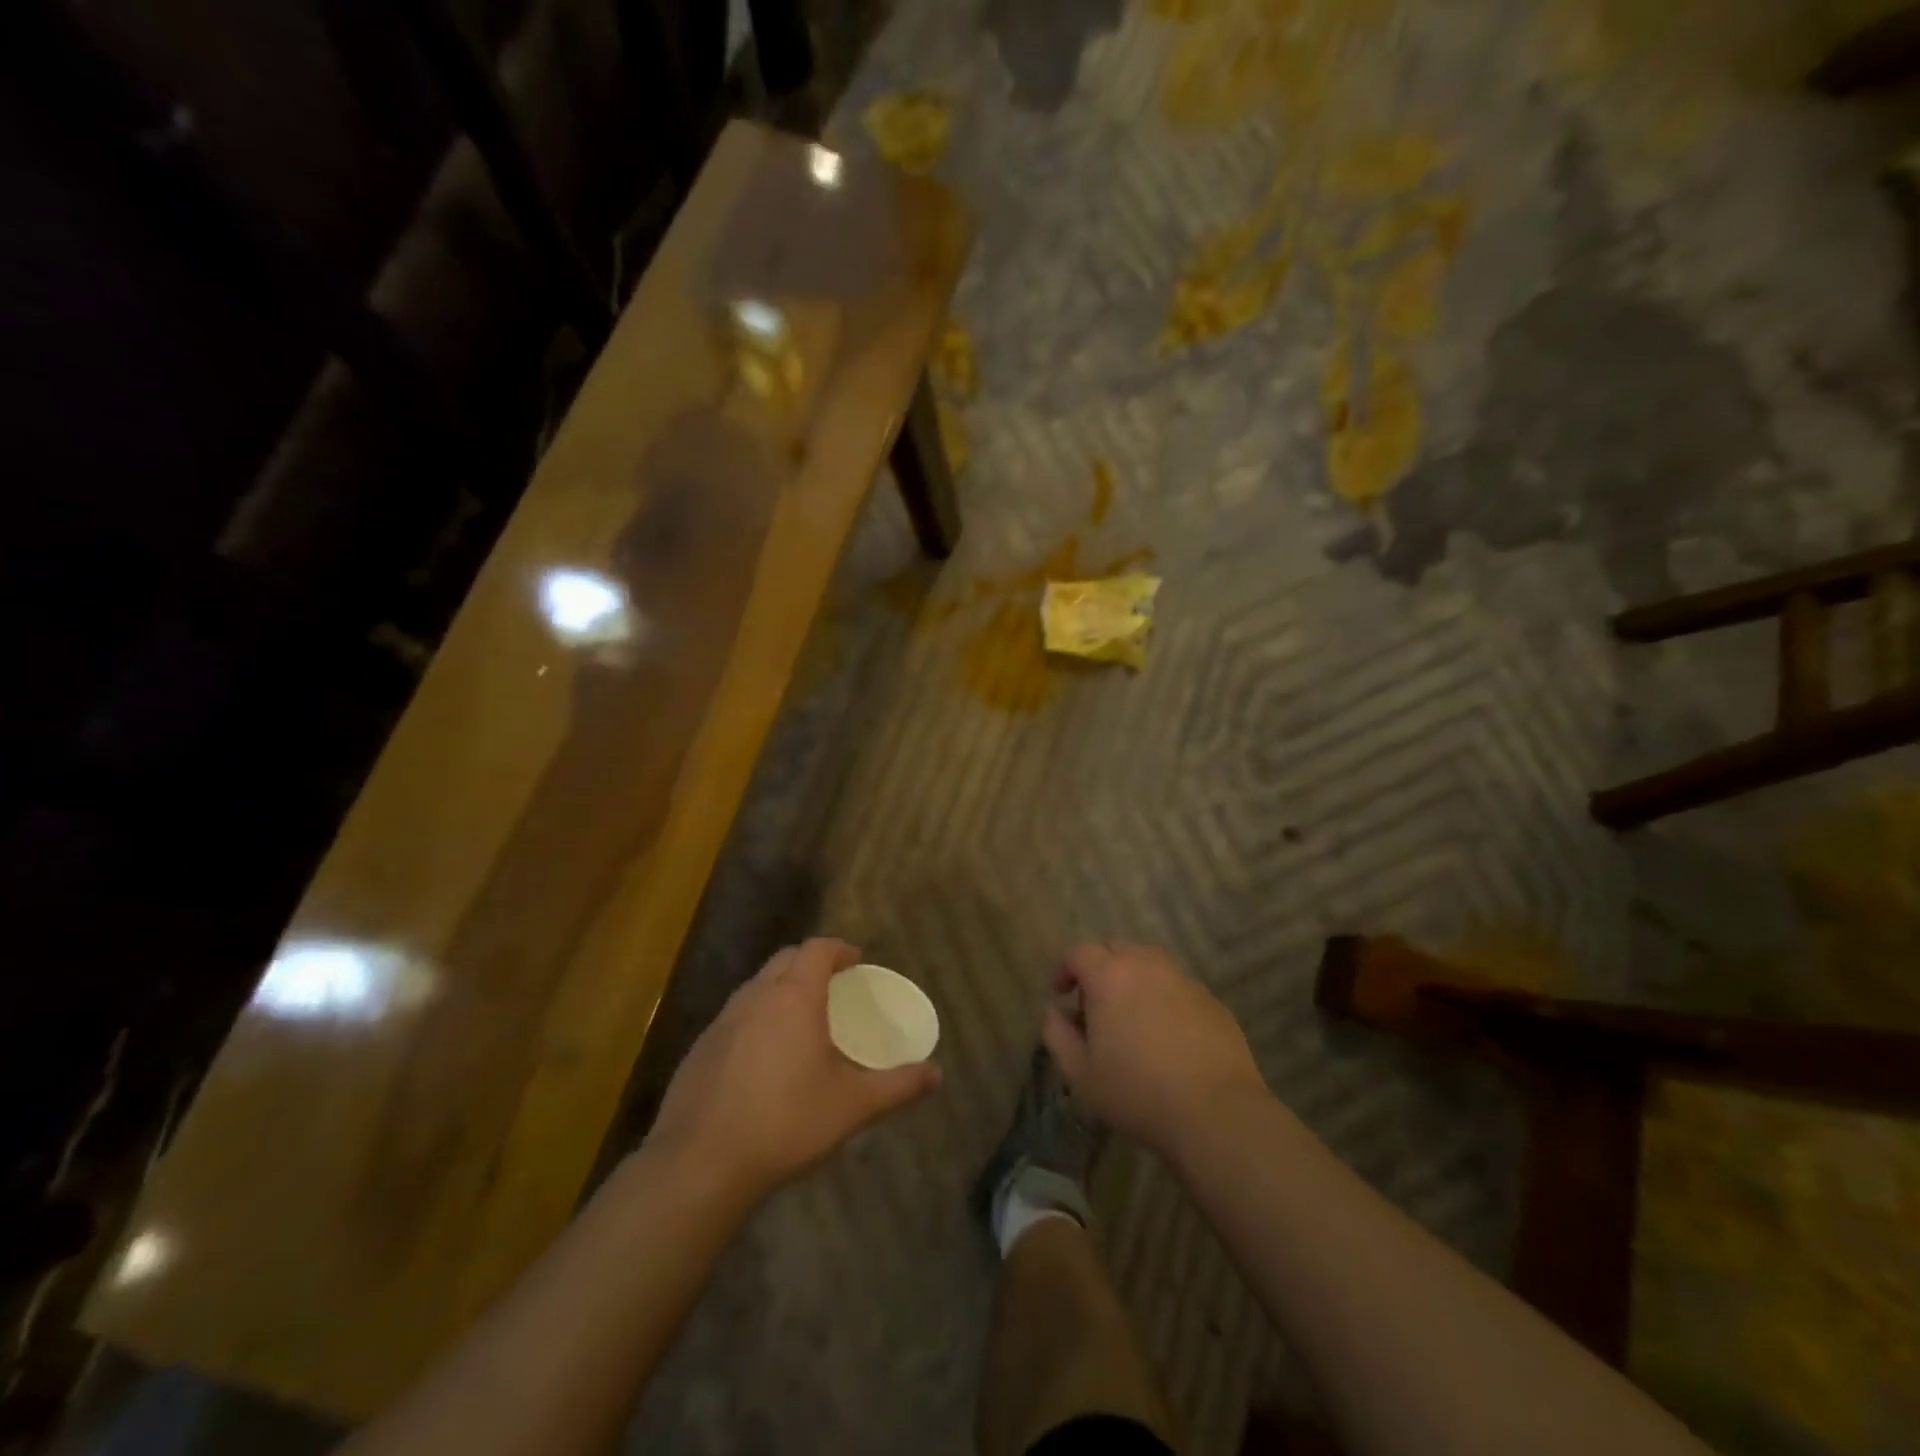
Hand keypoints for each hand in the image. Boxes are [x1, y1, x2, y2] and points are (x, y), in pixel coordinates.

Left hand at [646, 938, 940, 1207]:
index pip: (817, 949)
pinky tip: (763, 1058)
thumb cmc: (786, 1123)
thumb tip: (936, 1074)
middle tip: (833, 987)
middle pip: (785, 959)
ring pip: (757, 986)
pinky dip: (756, 1018)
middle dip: (811, 963)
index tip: (856, 962)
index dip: (839, 949)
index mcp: (794, 997)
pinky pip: (735, 1016)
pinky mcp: (700, 1048)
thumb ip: (898, 1086)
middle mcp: (755, 996)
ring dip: (781, 988)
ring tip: (801, 1020)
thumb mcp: (853, 1106)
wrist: (700, 1164)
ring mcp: (722, 1021)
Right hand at [1042, 942, 1266, 1158]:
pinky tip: (1167, 1035)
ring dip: (1134, 980)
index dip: (1064, 969)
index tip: (1060, 994)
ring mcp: (1184, 981)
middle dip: (1100, 970)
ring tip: (1131, 1016)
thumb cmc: (1137, 1092)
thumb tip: (1053, 1011)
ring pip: (1150, 964)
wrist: (1216, 1112)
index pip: (1079, 952)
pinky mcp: (1212, 1001)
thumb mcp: (1080, 1073)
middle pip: (1116, 950)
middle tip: (1095, 1006)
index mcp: (1110, 976)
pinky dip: (1164, 999)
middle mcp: (1147, 966)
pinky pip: (1178, 988)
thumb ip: (1057, 1034)